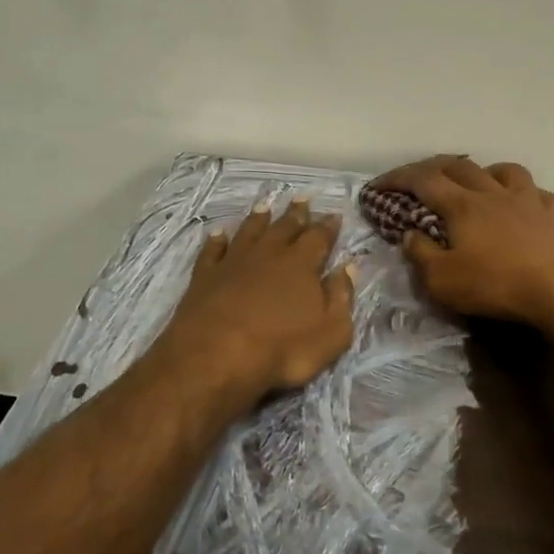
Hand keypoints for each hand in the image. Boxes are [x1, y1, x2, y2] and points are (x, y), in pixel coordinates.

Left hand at [153, 197, 355, 415]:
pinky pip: (213, 250)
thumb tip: (348, 267)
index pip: (319, 238)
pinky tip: (218, 233)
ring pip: (249, 231)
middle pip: (285, 227)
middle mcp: (268, 254)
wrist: (216, 356)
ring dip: (258, 218)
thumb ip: (341, 296)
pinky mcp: (205, 275)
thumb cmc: (282, 349)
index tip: (334, 215)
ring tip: (265, 206)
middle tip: (302, 198)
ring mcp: (234, 262)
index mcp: (301, 265)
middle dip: (296, 213)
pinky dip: (216, 240)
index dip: (328, 226)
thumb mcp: (331, 332)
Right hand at [373, 155, 553, 327]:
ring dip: (483, 171)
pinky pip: (537, 192)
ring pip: (503, 170)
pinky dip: (523, 192)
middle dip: (433, 167)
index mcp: (461, 206)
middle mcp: (492, 193)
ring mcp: (527, 199)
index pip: (422, 181)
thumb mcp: (443, 280)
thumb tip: (410, 234)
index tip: (377, 185)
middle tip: (419, 177)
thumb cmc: (496, 284)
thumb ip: (421, 255)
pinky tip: (523, 203)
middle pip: (459, 166)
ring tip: (476, 182)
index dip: (396, 178)